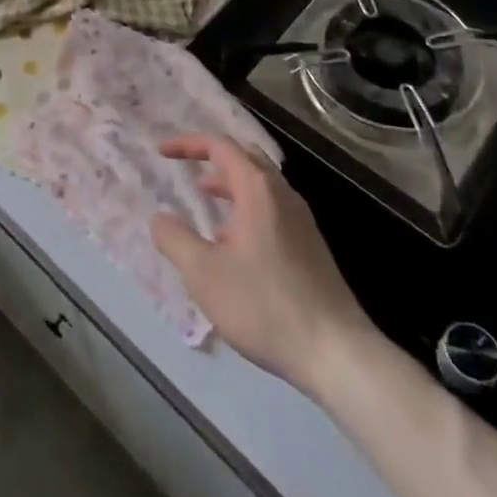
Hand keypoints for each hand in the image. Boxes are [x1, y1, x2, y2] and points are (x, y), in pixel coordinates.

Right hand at [151, 135, 375, 390]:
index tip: (162, 153)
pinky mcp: (312, 246)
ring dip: (231, 185)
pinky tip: (236, 245)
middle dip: (214, 158)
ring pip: (262, 184)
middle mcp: (282, 194)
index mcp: (257, 189)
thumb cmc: (265, 305)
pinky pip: (273, 209)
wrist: (337, 352)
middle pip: (246, 156)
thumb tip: (159, 218)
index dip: (188, 144)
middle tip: (189, 168)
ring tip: (207, 204)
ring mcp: (302, 220)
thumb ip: (175, 240)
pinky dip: (248, 208)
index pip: (220, 146)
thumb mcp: (204, 274)